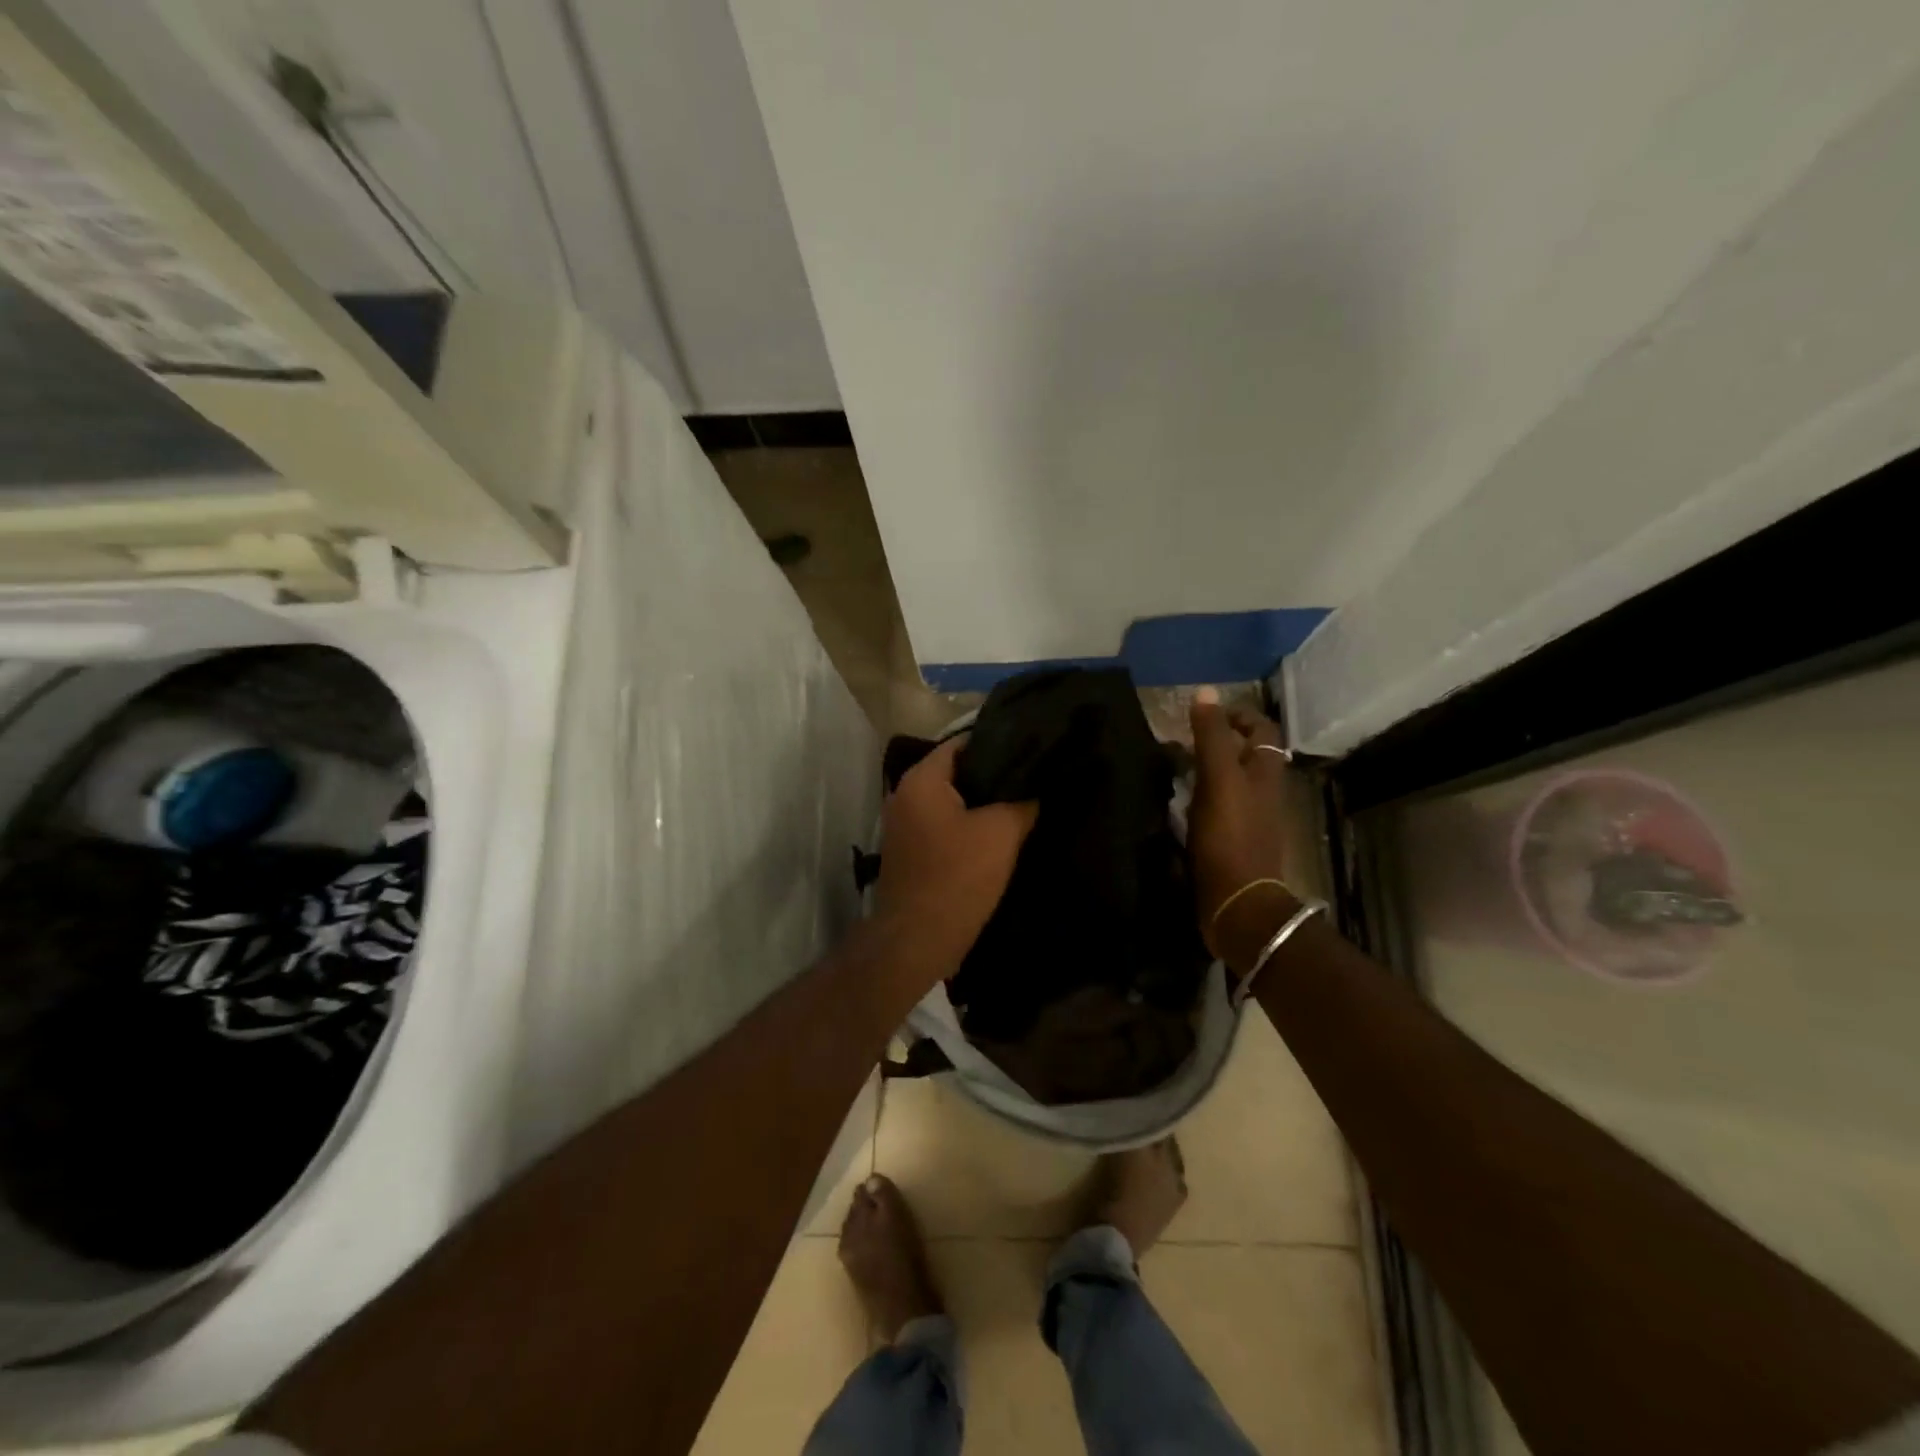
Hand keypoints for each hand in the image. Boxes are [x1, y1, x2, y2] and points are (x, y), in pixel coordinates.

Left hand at [875, 737, 1037, 982]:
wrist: (917, 941)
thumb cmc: (957, 877)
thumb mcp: (1001, 833)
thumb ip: (1022, 802)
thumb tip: (1038, 787)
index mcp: (920, 780)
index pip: (962, 743)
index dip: (998, 742)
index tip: (1031, 747)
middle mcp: (904, 795)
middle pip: (956, 772)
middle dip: (992, 774)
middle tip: (1032, 776)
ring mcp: (903, 826)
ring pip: (951, 801)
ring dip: (981, 803)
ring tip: (1022, 801)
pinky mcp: (910, 852)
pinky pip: (944, 825)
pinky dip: (968, 825)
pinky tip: (999, 833)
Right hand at [1188, 691, 1303, 964]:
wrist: (1236, 901)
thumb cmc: (1229, 835)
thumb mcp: (1218, 777)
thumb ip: (1211, 735)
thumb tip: (1205, 692)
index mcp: (1264, 772)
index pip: (1262, 729)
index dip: (1238, 715)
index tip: (1205, 713)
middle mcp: (1262, 793)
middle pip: (1246, 756)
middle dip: (1217, 743)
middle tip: (1181, 741)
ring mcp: (1248, 820)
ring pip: (1230, 782)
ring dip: (1205, 771)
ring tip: (1172, 769)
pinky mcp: (1231, 842)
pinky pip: (1216, 809)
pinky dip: (1198, 799)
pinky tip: (1175, 805)